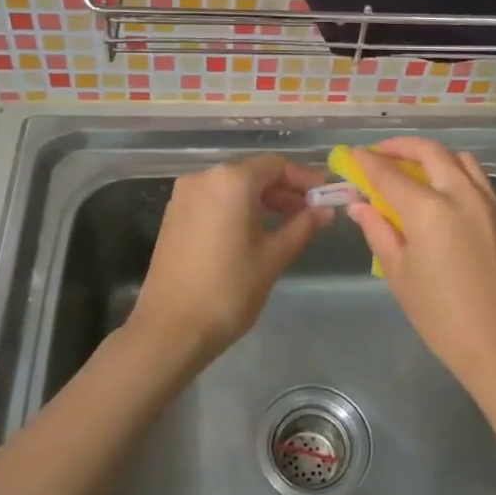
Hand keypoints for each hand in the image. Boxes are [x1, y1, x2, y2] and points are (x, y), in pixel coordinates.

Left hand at [130, 155, 330, 366]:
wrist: (170, 329)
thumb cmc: (228, 289)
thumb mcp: (273, 257)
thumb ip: (302, 227)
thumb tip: (325, 210)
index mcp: (231, 181)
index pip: (276, 166)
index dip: (304, 178)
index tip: (324, 195)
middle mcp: (203, 178)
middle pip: (252, 173)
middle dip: (283, 190)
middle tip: (310, 212)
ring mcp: (184, 196)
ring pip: (232, 187)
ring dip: (261, 200)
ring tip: (287, 223)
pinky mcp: (173, 216)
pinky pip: (214, 200)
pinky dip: (237, 208)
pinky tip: (253, 231)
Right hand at [345, 138, 495, 387]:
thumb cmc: (440, 315)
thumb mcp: (399, 274)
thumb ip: (378, 232)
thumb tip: (360, 205)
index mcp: (429, 210)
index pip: (390, 173)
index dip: (368, 161)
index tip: (353, 154)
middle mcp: (461, 195)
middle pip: (430, 152)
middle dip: (402, 146)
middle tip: (382, 153)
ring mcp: (489, 203)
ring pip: (461, 160)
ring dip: (435, 156)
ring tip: (417, 169)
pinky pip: (479, 181)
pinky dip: (458, 175)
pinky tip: (446, 196)